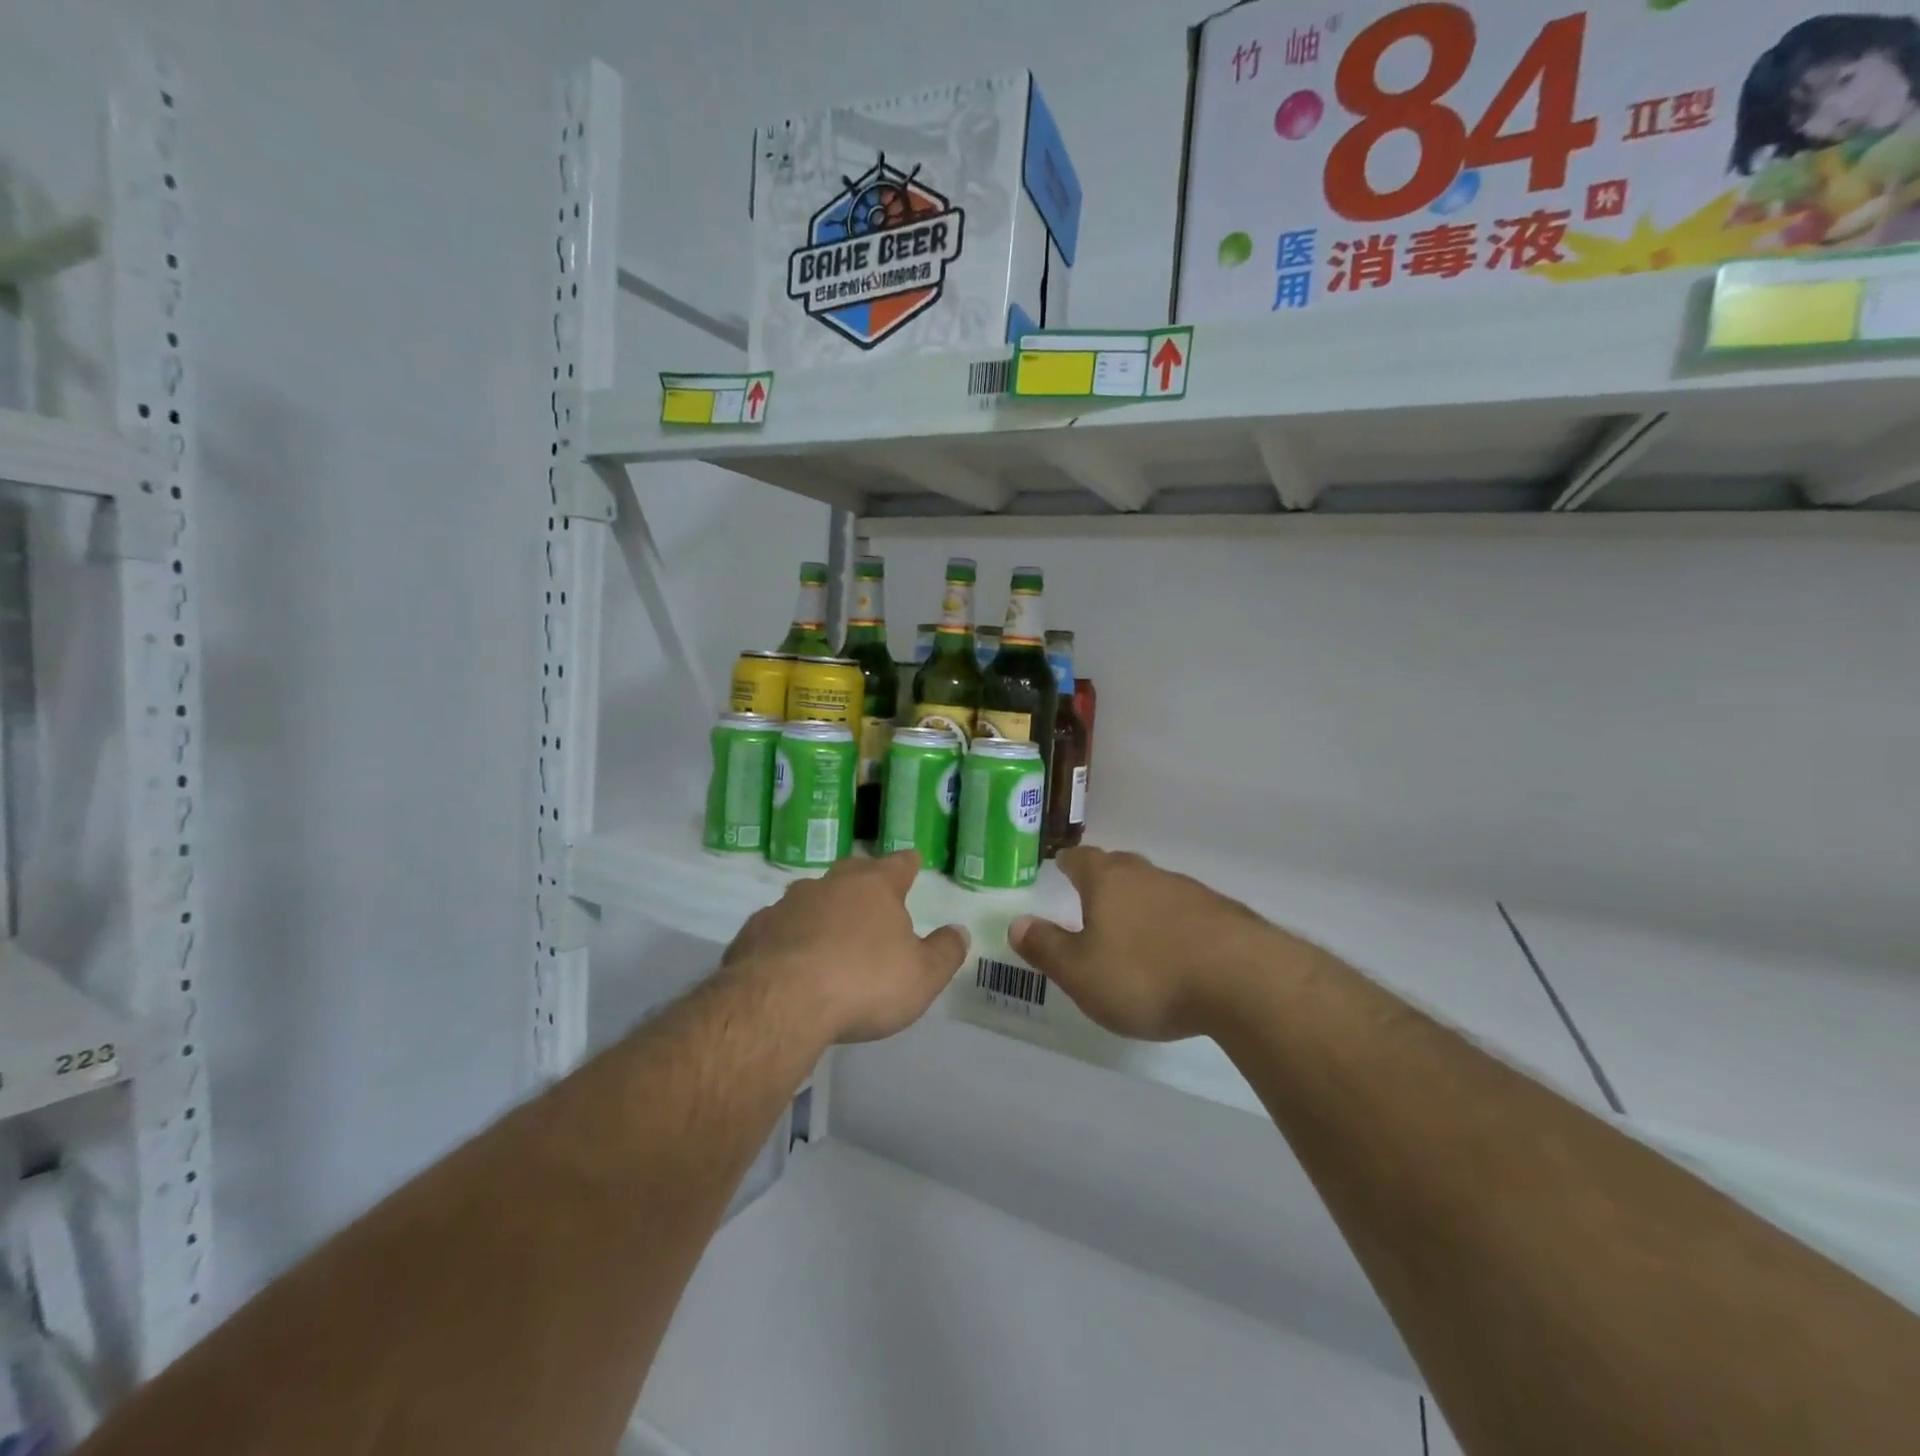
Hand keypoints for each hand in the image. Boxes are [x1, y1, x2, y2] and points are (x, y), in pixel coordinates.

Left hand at [723, 851, 969, 1044]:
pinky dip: (789, 935)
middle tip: (871, 891)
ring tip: (829, 929)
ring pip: (811, 896)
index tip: (912, 860)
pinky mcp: (755, 931)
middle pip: (852, 871)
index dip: (907, 863)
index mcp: (875, 887)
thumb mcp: (922, 976)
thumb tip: (960, 931)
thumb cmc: (864, 983)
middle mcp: (831, 885)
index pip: (898, 864)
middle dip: (863, 878)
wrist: (780, 1001)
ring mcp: (788, 904)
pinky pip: (778, 926)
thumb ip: (944, 952)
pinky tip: (789, 958)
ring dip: (823, 908)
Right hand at [1010, 847, 1281, 1041]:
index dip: (1068, 864)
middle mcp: (1147, 875)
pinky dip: (1173, 924)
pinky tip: (1177, 950)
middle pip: (1120, 867)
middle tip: (1092, 898)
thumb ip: (1046, 948)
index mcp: (1108, 881)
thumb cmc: (1147, 975)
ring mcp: (1189, 892)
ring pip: (1154, 888)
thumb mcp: (1081, 972)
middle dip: (1104, 880)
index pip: (1081, 860)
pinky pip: (1186, 912)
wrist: (1243, 981)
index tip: (1062, 867)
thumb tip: (1017, 923)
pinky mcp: (1223, 915)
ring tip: (1133, 929)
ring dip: (1141, 903)